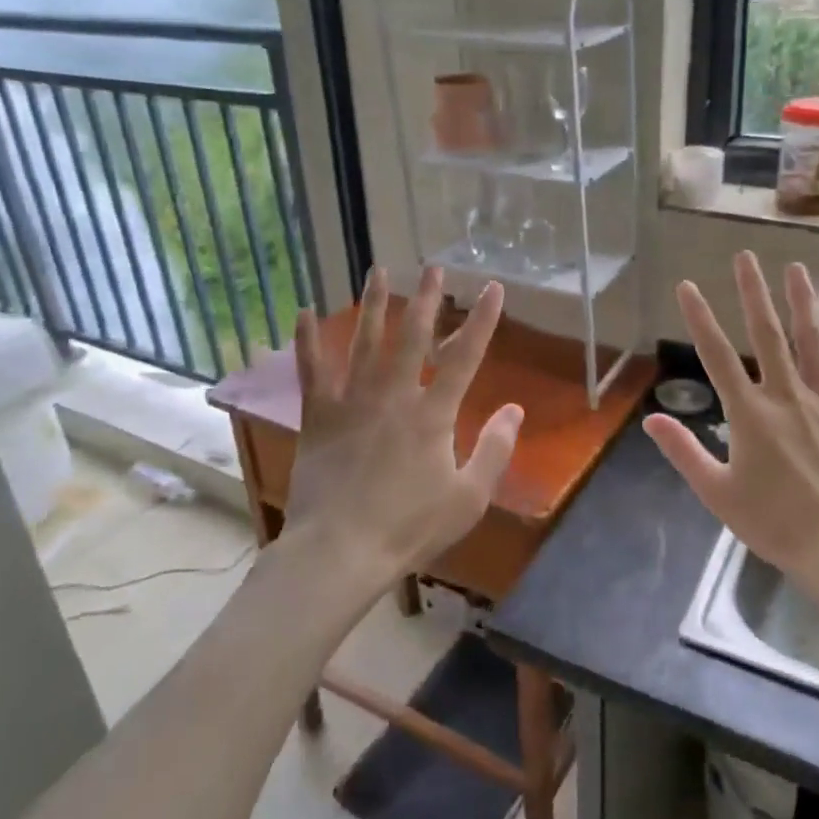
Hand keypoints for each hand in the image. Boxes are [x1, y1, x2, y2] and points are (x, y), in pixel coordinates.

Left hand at [285, 266, 520, 584]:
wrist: (340, 550)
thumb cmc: (410, 527)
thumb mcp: (469, 498)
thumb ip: (495, 450)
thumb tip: (514, 409)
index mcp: (433, 415)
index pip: (465, 357)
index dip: (482, 321)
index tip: (493, 288)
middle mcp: (394, 396)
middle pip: (413, 337)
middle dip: (427, 300)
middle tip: (433, 268)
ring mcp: (352, 402)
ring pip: (365, 342)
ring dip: (374, 304)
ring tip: (379, 271)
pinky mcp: (319, 416)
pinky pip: (312, 370)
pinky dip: (307, 340)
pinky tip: (304, 312)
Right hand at [644, 253, 818, 605]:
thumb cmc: (774, 523)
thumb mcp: (717, 493)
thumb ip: (684, 451)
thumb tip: (649, 420)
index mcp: (750, 414)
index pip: (717, 356)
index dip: (700, 319)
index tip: (688, 286)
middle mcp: (787, 396)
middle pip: (767, 335)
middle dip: (753, 293)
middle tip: (745, 256)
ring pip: (813, 343)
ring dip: (802, 303)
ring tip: (795, 268)